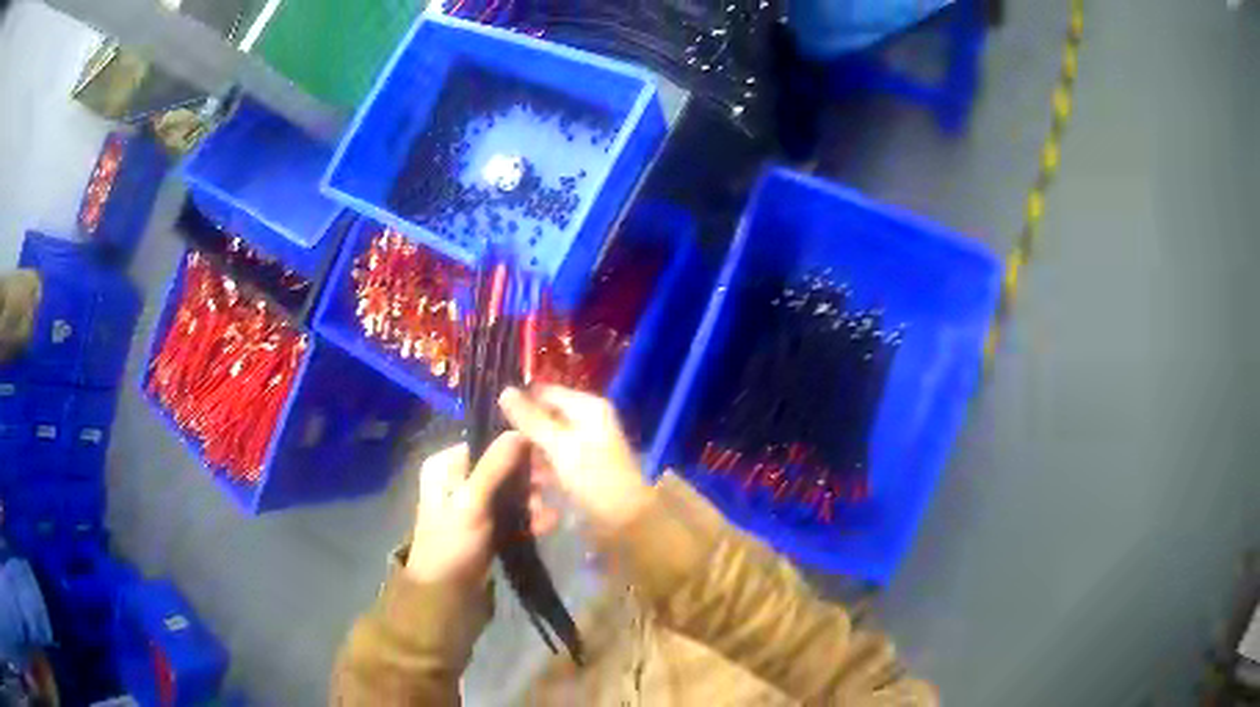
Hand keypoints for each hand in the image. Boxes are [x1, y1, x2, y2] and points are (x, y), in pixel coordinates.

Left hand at [406, 432, 558, 584]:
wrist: (446, 600)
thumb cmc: (452, 546)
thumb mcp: (471, 503)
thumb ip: (495, 467)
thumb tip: (519, 430)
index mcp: (445, 467)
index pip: (486, 444)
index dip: (518, 451)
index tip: (546, 461)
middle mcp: (457, 482)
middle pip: (501, 469)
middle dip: (528, 480)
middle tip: (552, 489)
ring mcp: (472, 509)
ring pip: (510, 494)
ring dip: (532, 502)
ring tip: (550, 515)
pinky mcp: (486, 531)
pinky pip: (511, 516)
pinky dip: (528, 519)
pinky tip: (548, 525)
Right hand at [499, 386, 650, 533]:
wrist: (625, 521)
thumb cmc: (594, 478)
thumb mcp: (559, 446)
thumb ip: (531, 419)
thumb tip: (505, 390)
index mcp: (588, 408)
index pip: (546, 392)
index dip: (522, 403)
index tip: (496, 418)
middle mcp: (588, 422)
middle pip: (546, 418)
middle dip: (525, 433)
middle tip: (503, 449)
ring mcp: (585, 446)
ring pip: (547, 441)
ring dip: (531, 454)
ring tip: (511, 467)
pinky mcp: (581, 469)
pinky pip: (554, 461)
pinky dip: (542, 469)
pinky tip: (528, 481)